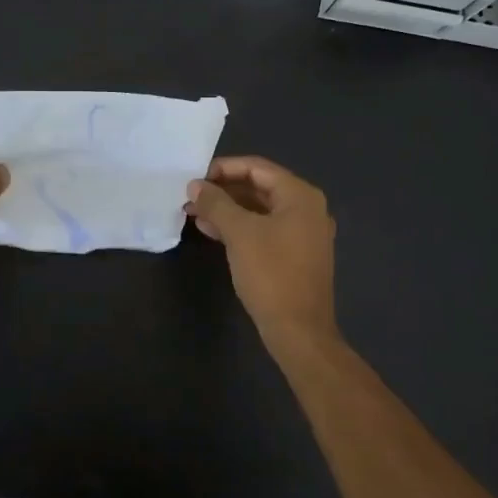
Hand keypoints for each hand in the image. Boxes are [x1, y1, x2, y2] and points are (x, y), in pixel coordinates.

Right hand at [187, 156, 338, 344]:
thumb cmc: (271, 274)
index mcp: (300, 196)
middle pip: (259, 187)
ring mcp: (303, 233)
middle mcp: (307, 209)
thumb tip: (195, 185)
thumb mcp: (239, 233)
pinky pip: (264, 230)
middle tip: (191, 197)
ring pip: (259, 210)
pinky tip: (212, 231)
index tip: (194, 178)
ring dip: (227, 210)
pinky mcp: (295, 254)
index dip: (223, 168)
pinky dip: (239, 227)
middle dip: (222, 191)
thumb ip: (216, 203)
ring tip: (194, 213)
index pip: (257, 167)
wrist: (298, 330)